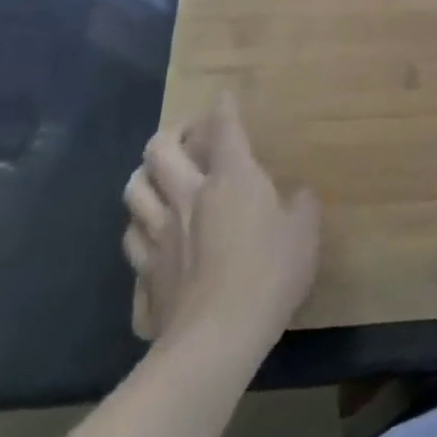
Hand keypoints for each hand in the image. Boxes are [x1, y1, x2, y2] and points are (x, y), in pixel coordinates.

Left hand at [122, 92, 318, 356]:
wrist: (216, 339)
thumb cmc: (269, 274)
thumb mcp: (305, 235)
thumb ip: (301, 208)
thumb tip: (297, 196)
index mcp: (231, 179)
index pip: (224, 128)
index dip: (224, 108)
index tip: (224, 97)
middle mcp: (188, 196)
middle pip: (160, 150)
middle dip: (171, 134)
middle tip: (187, 136)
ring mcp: (160, 235)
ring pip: (134, 190)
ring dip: (145, 177)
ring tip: (159, 178)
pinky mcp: (144, 273)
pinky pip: (132, 241)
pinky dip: (139, 230)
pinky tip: (150, 236)